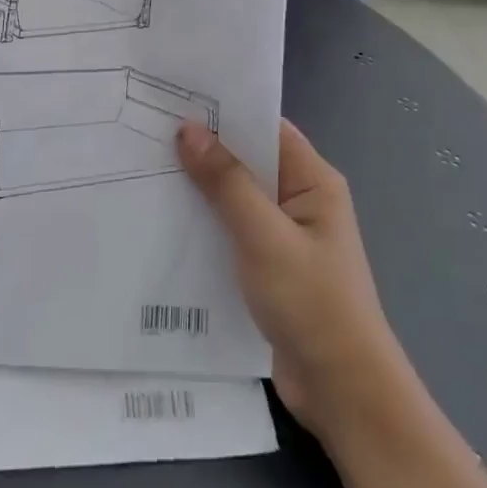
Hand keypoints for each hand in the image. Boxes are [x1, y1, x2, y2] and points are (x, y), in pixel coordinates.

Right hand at [176, 120, 404, 438]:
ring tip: (145, 169)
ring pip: (237, 199)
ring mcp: (284, 237)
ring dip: (200, 190)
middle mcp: (300, 201)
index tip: (176, 97)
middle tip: (148, 131)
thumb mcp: (265, 236)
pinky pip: (232, 233)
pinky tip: (165, 223)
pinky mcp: (269, 268)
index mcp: (313, 181)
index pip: (267, 128)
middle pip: (249, 162)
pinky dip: (205, 225)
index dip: (226, 111)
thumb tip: (189, 129)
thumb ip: (227, 182)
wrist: (342, 390)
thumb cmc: (311, 302)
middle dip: (205, 149)